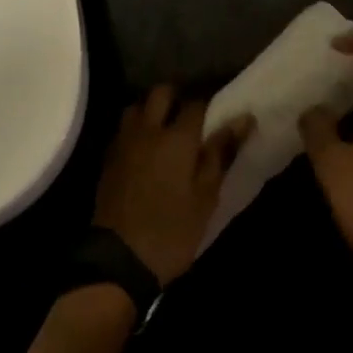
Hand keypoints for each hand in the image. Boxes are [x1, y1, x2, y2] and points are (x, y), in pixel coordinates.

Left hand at [93, 86, 254, 285]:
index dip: (209, 105)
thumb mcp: (206, 197)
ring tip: (164, 131)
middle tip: (189, 119)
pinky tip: (145, 149)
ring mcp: (124, 141)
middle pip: (161, 93)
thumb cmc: (172, 231)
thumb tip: (244, 119)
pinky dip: (136, 129)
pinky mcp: (108, 157)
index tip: (218, 115)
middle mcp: (148, 130)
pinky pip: (124, 128)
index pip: (196, 104)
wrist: (119, 259)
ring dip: (151, 110)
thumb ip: (220, 153)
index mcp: (176, 138)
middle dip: (177, 97)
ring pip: (137, 106)